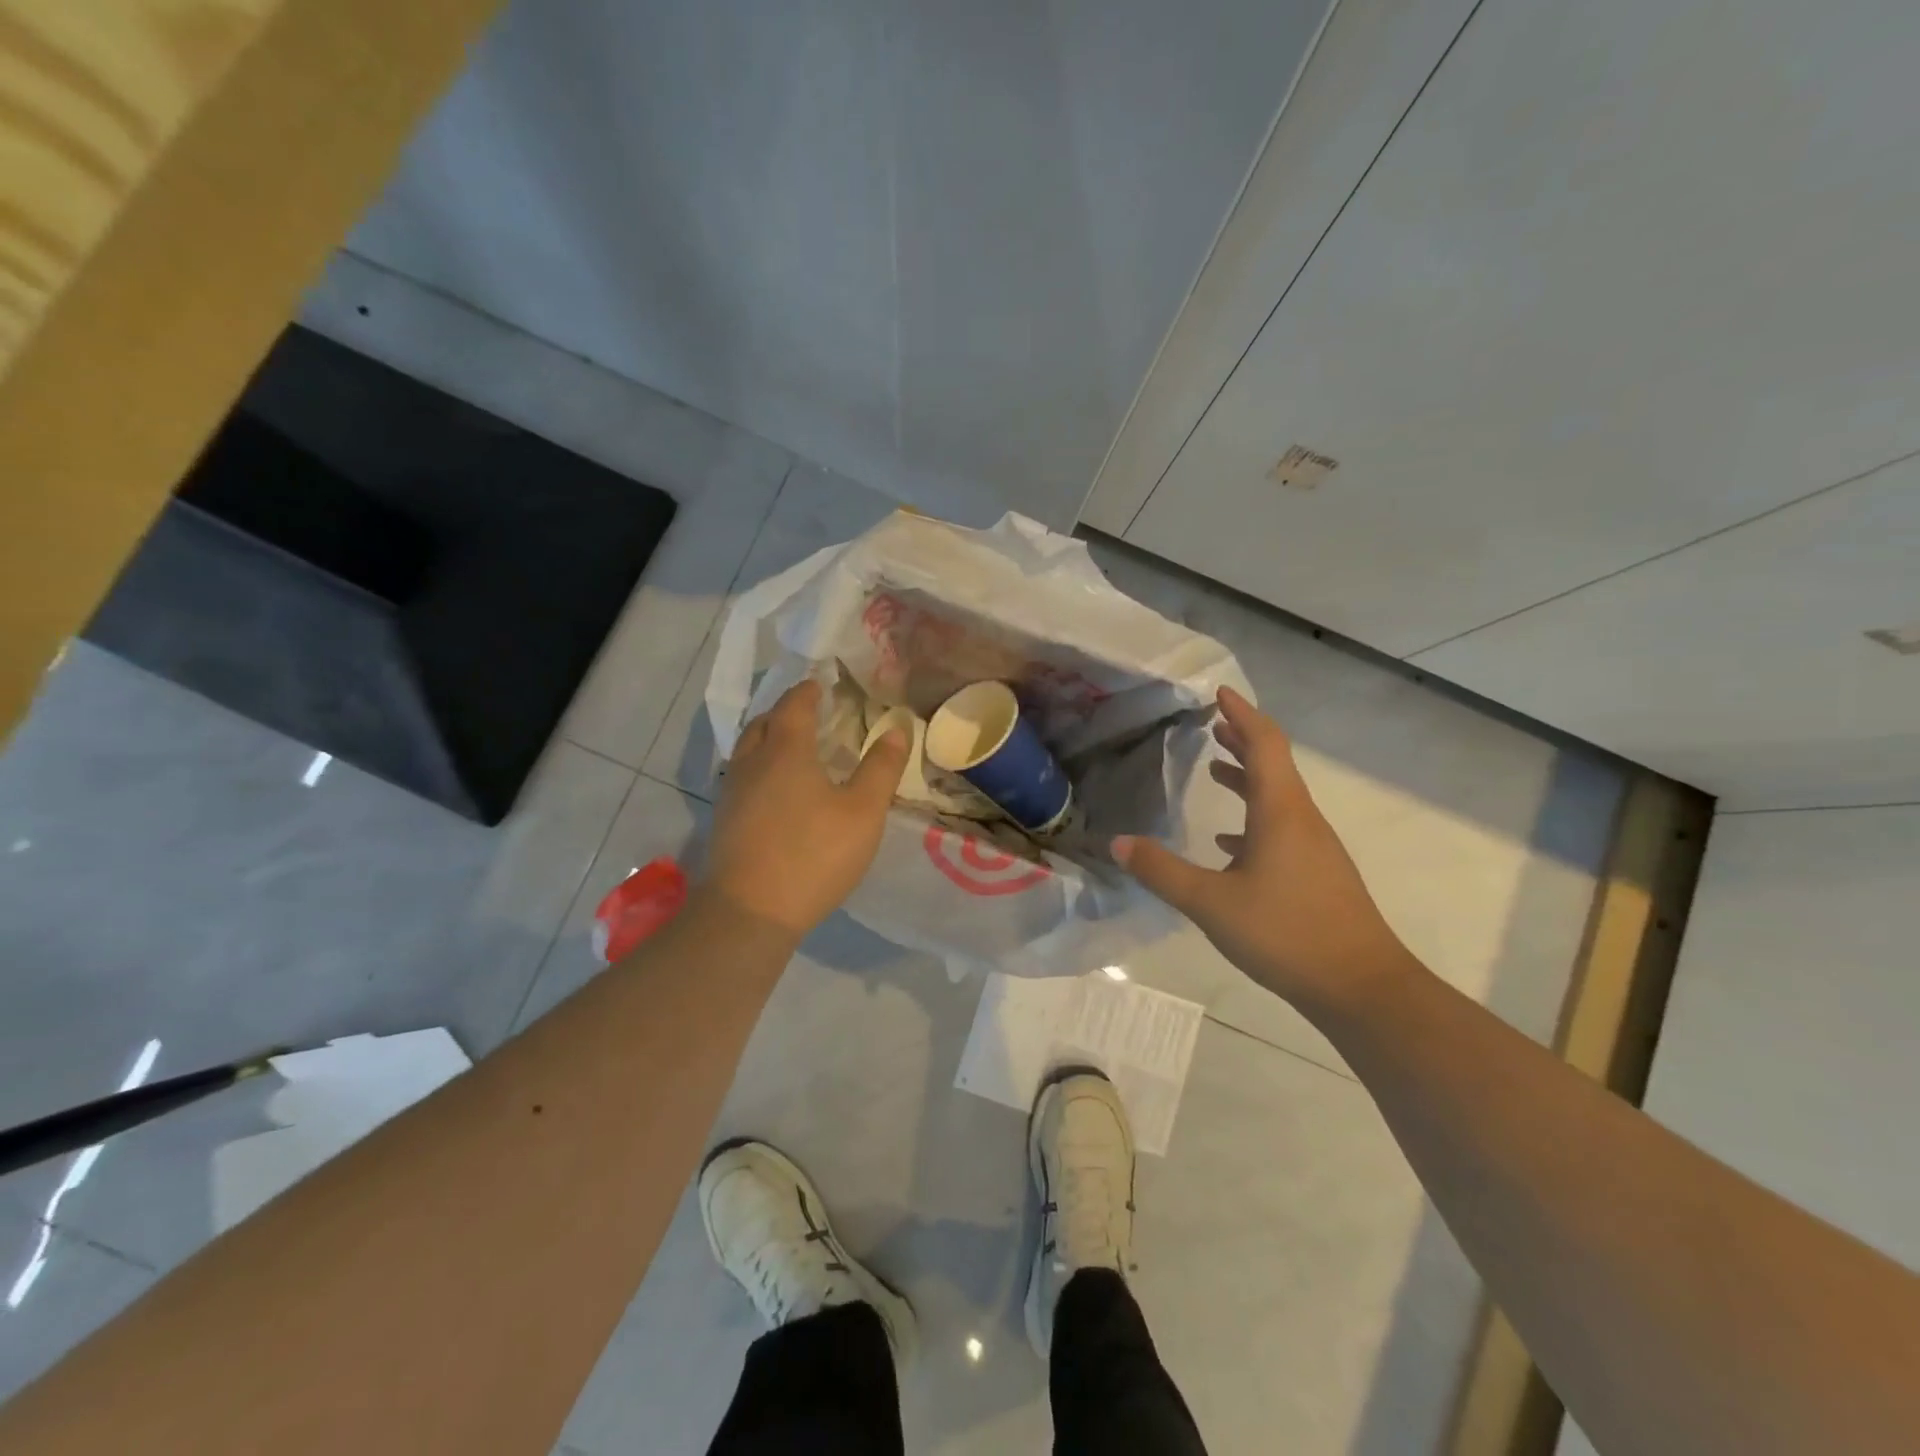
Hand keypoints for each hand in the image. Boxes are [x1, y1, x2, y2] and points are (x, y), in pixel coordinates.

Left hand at [701, 679, 908, 940]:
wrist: (750, 911)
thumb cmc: (814, 854)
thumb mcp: (863, 811)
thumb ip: (881, 767)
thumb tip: (898, 728)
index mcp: (786, 749)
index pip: (795, 704)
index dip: (809, 691)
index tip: (822, 684)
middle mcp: (752, 761)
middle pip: (764, 722)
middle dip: (786, 711)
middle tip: (810, 714)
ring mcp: (732, 791)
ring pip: (748, 749)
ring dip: (769, 738)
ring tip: (793, 748)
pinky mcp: (724, 820)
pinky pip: (743, 776)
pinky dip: (760, 767)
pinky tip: (776, 790)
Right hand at [1113, 686, 1417, 1011]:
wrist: (1361, 987)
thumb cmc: (1286, 933)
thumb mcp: (1211, 903)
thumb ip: (1162, 871)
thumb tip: (1118, 843)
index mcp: (1280, 812)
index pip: (1264, 744)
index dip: (1242, 714)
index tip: (1219, 692)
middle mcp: (1301, 820)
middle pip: (1273, 765)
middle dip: (1242, 739)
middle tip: (1213, 723)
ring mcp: (1314, 848)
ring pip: (1278, 797)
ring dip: (1247, 777)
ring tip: (1215, 767)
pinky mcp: (1317, 873)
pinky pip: (1282, 828)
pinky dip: (1253, 818)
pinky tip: (1229, 841)